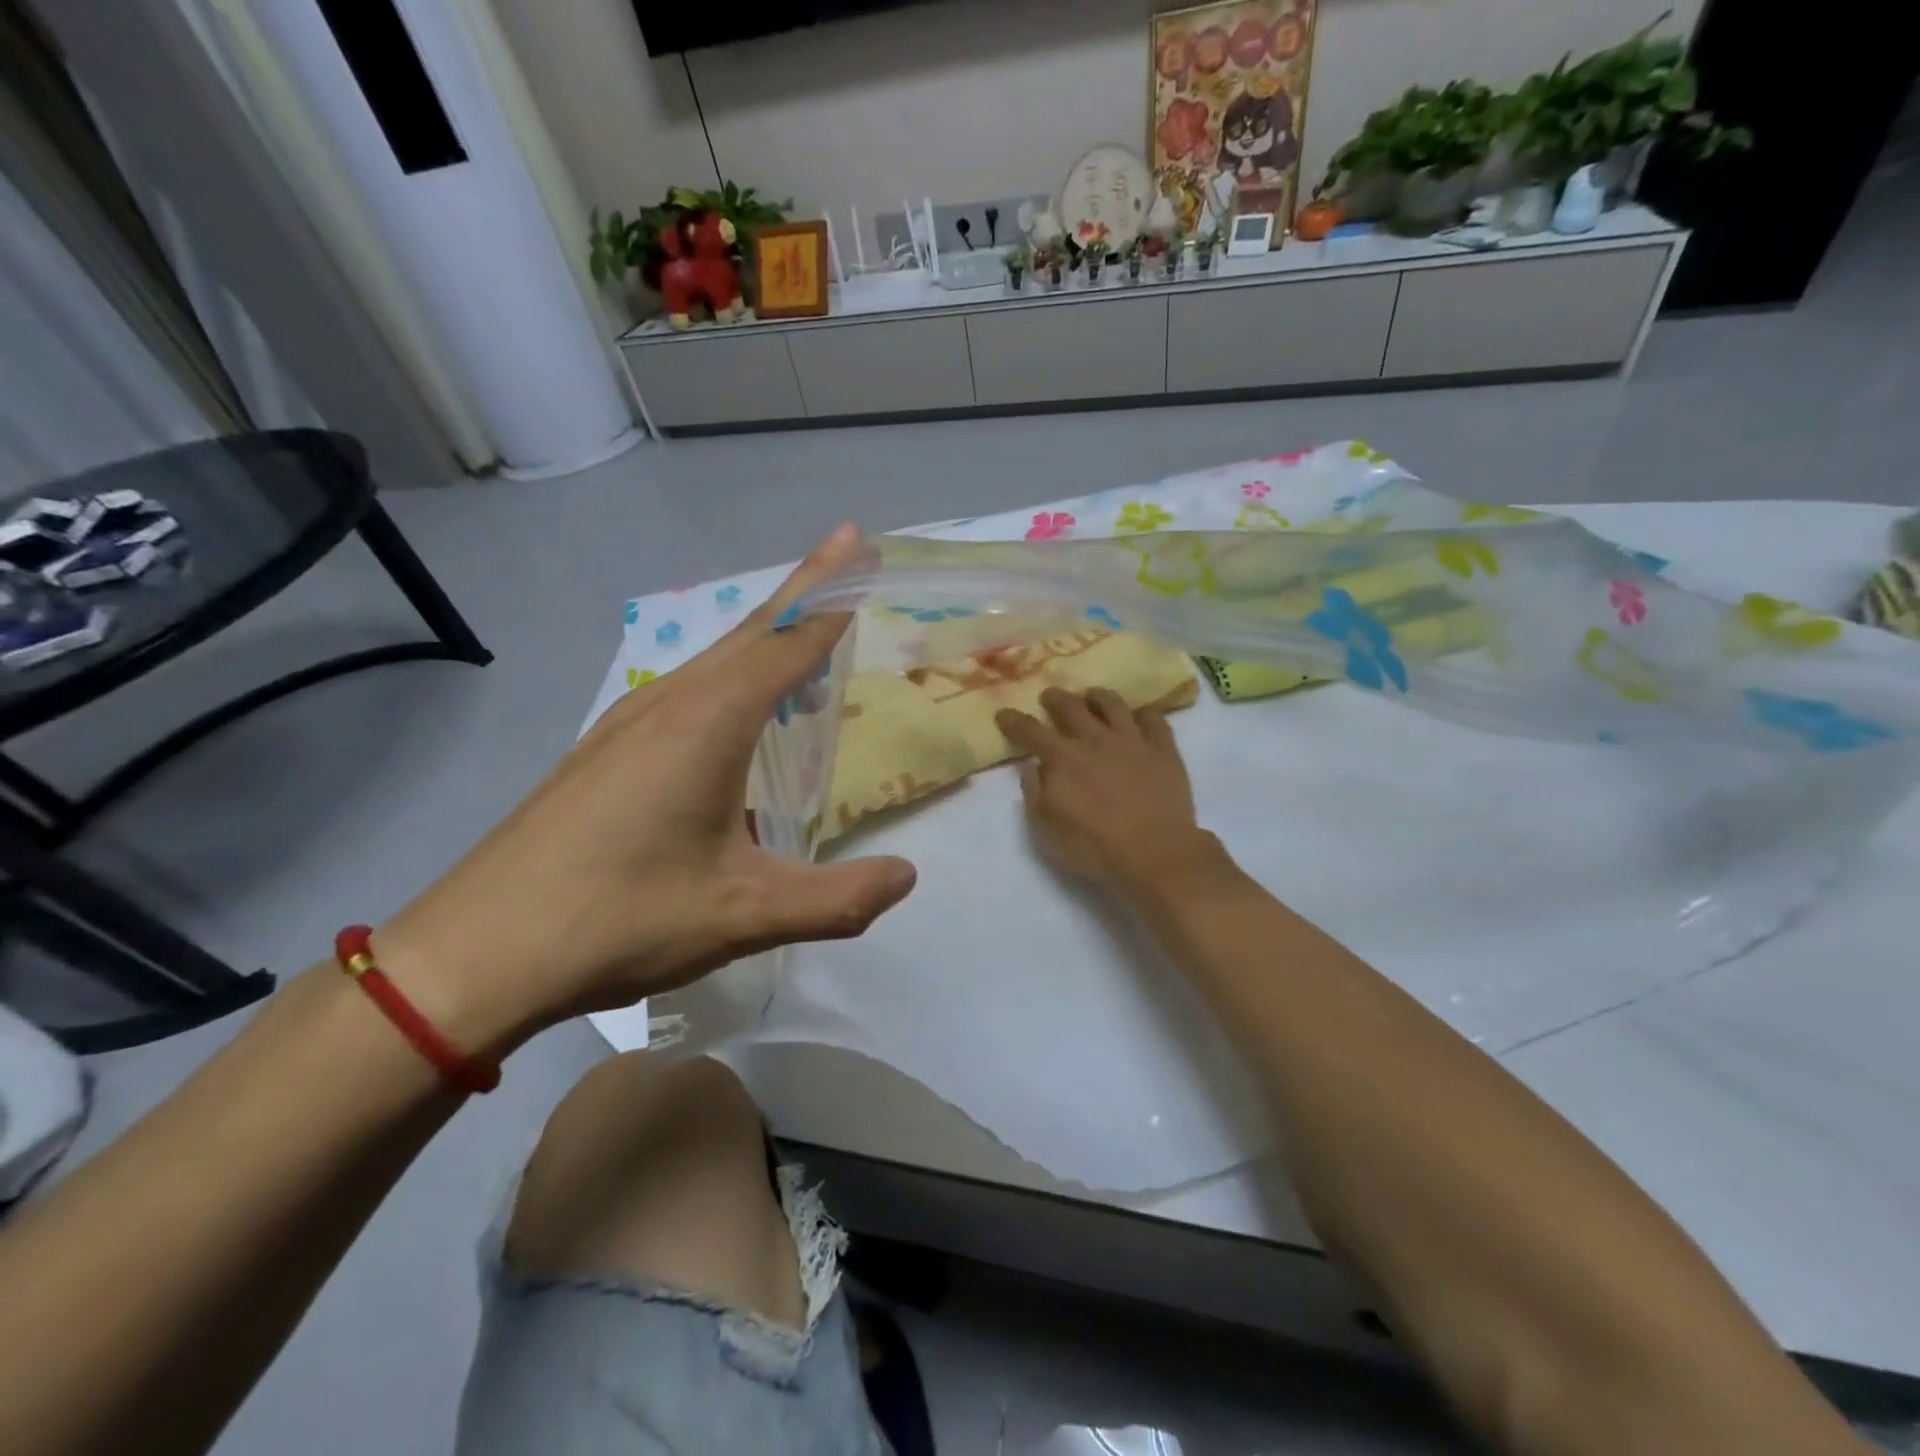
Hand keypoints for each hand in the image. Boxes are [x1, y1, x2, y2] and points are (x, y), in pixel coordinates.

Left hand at [379, 526, 915, 1055]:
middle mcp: (665, 706)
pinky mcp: (601, 754)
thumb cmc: (617, 920)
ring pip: (711, 661)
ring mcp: (624, 726)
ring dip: (763, 638)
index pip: (785, 642)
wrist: (473, 956)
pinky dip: (728, 679)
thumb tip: (907, 877)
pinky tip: (731, 718)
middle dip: (802, 591)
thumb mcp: (743, 914)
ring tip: (802, 634)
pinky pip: (684, 693)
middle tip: (845, 557)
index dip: (829, 594)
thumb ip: (836, 899)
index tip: (857, 544)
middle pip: (748, 633)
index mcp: (706, 724)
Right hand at [995, 688, 1210, 890]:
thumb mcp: (1047, 830)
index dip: (1014, 720)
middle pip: (1072, 707)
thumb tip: (1032, 767)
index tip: (1004, 714)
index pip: (1031, 731)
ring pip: (1113, 705)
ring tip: (1091, 695)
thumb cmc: (1094, 848)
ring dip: (1098, 696)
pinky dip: (1145, 714)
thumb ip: (1035, 794)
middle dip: (1056, 698)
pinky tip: (1140, 717)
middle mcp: (1095, 740)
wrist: (1155, 854)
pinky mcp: (1164, 751)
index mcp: (1062, 759)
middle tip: (1050, 696)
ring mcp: (1133, 742)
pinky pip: (1155, 721)